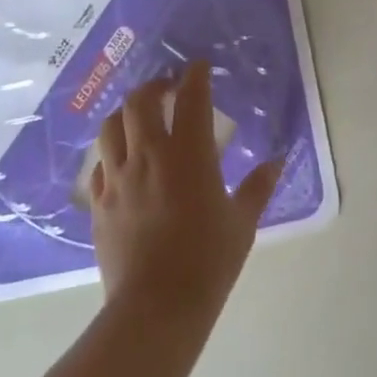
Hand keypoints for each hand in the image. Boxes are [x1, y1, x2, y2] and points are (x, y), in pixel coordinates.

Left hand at [88, 62, 281, 316]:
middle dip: (154, 86)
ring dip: (126, 112)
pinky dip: (111, 152)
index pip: (190, 98)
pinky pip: (99, 164)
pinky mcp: (99, 204)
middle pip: (140, 101)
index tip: (199, 67)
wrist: (156, 309)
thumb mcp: (242, 223)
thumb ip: (259, 186)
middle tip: (168, 88)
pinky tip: (122, 161)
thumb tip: (277, 160)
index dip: (195, 76)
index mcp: (189, 155)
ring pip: (111, 126)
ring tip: (139, 116)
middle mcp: (149, 156)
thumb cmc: (208, 262)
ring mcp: (118, 179)